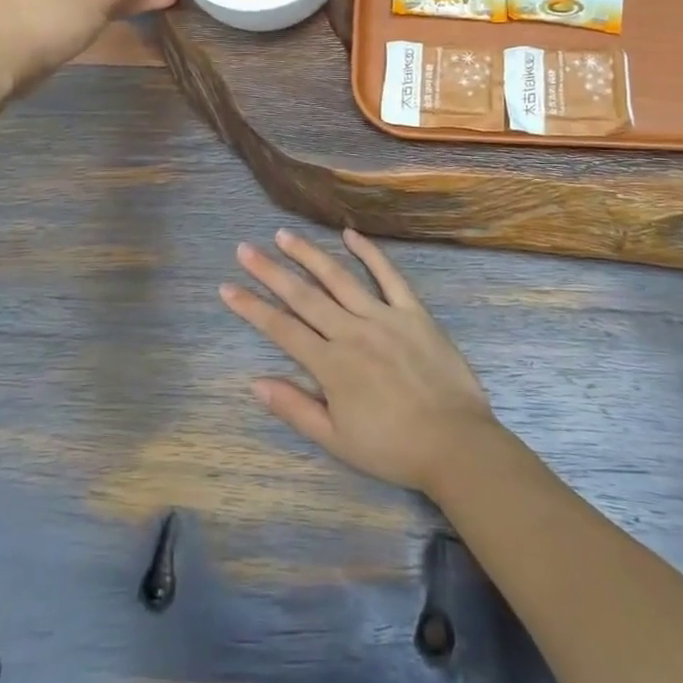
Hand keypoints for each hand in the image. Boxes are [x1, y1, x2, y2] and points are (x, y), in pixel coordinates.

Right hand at [220, 229, 495, 494]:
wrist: (455, 444)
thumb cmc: (392, 448)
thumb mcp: (336, 439)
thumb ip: (295, 408)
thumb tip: (255, 382)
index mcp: (330, 364)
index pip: (280, 328)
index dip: (251, 307)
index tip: (227, 287)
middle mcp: (351, 331)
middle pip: (303, 296)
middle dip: (270, 271)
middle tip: (245, 249)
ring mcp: (384, 317)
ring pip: (339, 278)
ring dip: (309, 255)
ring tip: (284, 235)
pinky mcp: (413, 312)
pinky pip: (389, 276)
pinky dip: (369, 253)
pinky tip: (350, 234)